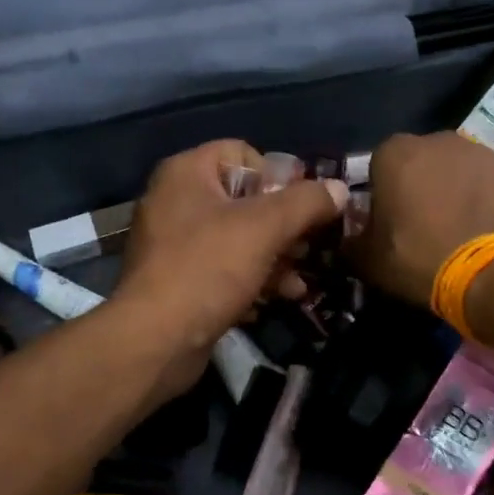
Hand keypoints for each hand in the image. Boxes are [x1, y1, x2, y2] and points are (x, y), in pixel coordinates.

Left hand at [113, 140, 347, 391]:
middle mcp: (176, 201)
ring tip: (299, 282)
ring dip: (275, 258)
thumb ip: (307, 202)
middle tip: (309, 248)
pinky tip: (277, 299)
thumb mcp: (265, 227)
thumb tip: (338, 190)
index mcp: (187, 173)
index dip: (279, 176)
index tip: (305, 207)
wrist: (155, 340)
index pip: (243, 153)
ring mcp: (174, 244)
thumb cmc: (209, 268)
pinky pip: (224, 270)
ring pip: (238, 239)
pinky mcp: (178, 282)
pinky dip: (252, 280)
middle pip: (245, 200)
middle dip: (284, 226)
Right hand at [349, 132, 493, 306]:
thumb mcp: (369, 261)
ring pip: (458, 170)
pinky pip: (491, 184)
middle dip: (420, 187)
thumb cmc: (421, 259)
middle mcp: (438, 140)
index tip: (389, 223)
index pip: (378, 167)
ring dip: (455, 191)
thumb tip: (348, 238)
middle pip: (421, 162)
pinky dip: (487, 201)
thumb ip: (352, 242)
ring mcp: (482, 152)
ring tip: (459, 231)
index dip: (382, 196)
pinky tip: (488, 231)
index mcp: (394, 154)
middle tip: (424, 227)